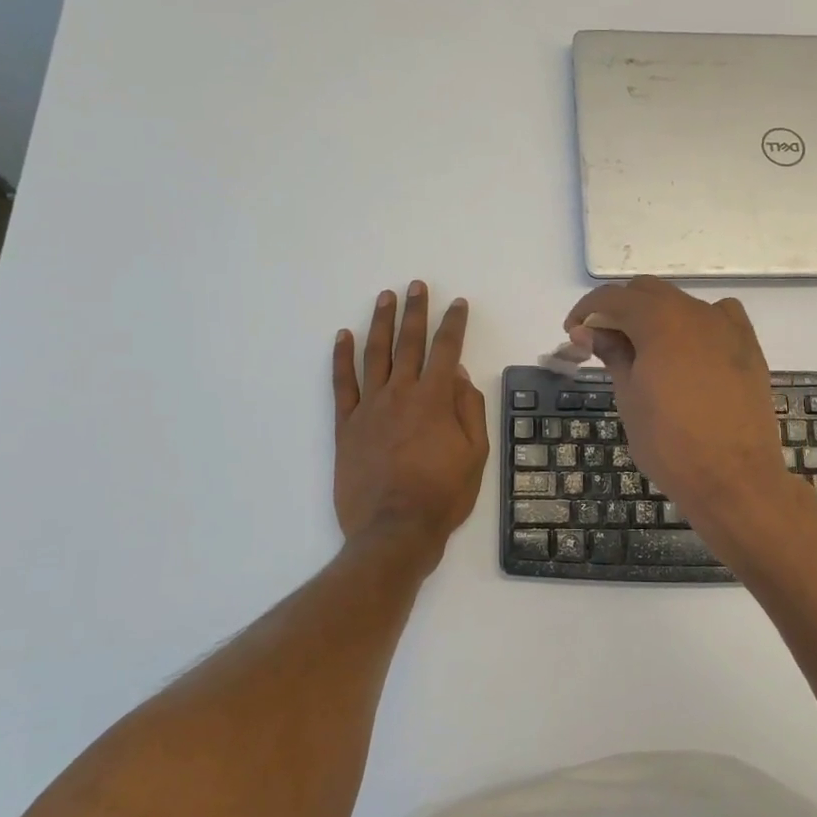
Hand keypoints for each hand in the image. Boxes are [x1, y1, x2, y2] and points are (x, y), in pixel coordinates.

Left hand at [333, 282, 488, 568]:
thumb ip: (469, 410)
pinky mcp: (346, 425)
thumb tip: (459, 375)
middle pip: (409, 343)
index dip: (454, 324)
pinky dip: (341, 358)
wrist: (394, 530)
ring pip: (375, 355)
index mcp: (435, 400)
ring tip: (384, 297)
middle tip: (416, 285)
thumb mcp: (475, 455)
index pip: (447, 350)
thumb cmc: (442, 496)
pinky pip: (342, 384)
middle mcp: (401, 394)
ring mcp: (369, 407)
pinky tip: (342, 336)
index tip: (458, 303)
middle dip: (415, 311)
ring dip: (380, 323)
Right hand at [563, 278, 802, 530]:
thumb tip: (588, 330)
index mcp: (660, 321)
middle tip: (602, 343)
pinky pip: (717, 318)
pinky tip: (688, 353)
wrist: (734, 479)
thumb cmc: (670, 444)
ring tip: (644, 352)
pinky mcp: (749, 346)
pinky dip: (693, 325)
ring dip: (656, 317)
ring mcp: (727, 327)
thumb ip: (611, 354)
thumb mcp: (629, 398)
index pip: (613, 297)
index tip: (573, 332)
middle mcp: (696, 312)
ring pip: (682, 304)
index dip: (587, 310)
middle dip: (620, 310)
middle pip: (648, 293)